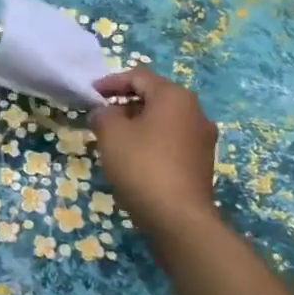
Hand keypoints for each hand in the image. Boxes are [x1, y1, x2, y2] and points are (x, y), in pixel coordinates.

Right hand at [90, 68, 219, 234]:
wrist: (179, 217)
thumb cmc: (142, 166)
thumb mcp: (111, 135)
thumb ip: (103, 115)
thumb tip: (105, 112)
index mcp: (174, 96)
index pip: (139, 76)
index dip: (111, 82)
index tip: (91, 93)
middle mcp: (195, 111)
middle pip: (155, 96)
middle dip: (126, 102)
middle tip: (101, 116)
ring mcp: (202, 137)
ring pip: (164, 119)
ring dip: (139, 123)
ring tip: (115, 138)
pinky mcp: (202, 161)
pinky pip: (172, 140)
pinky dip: (152, 140)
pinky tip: (135, 158)